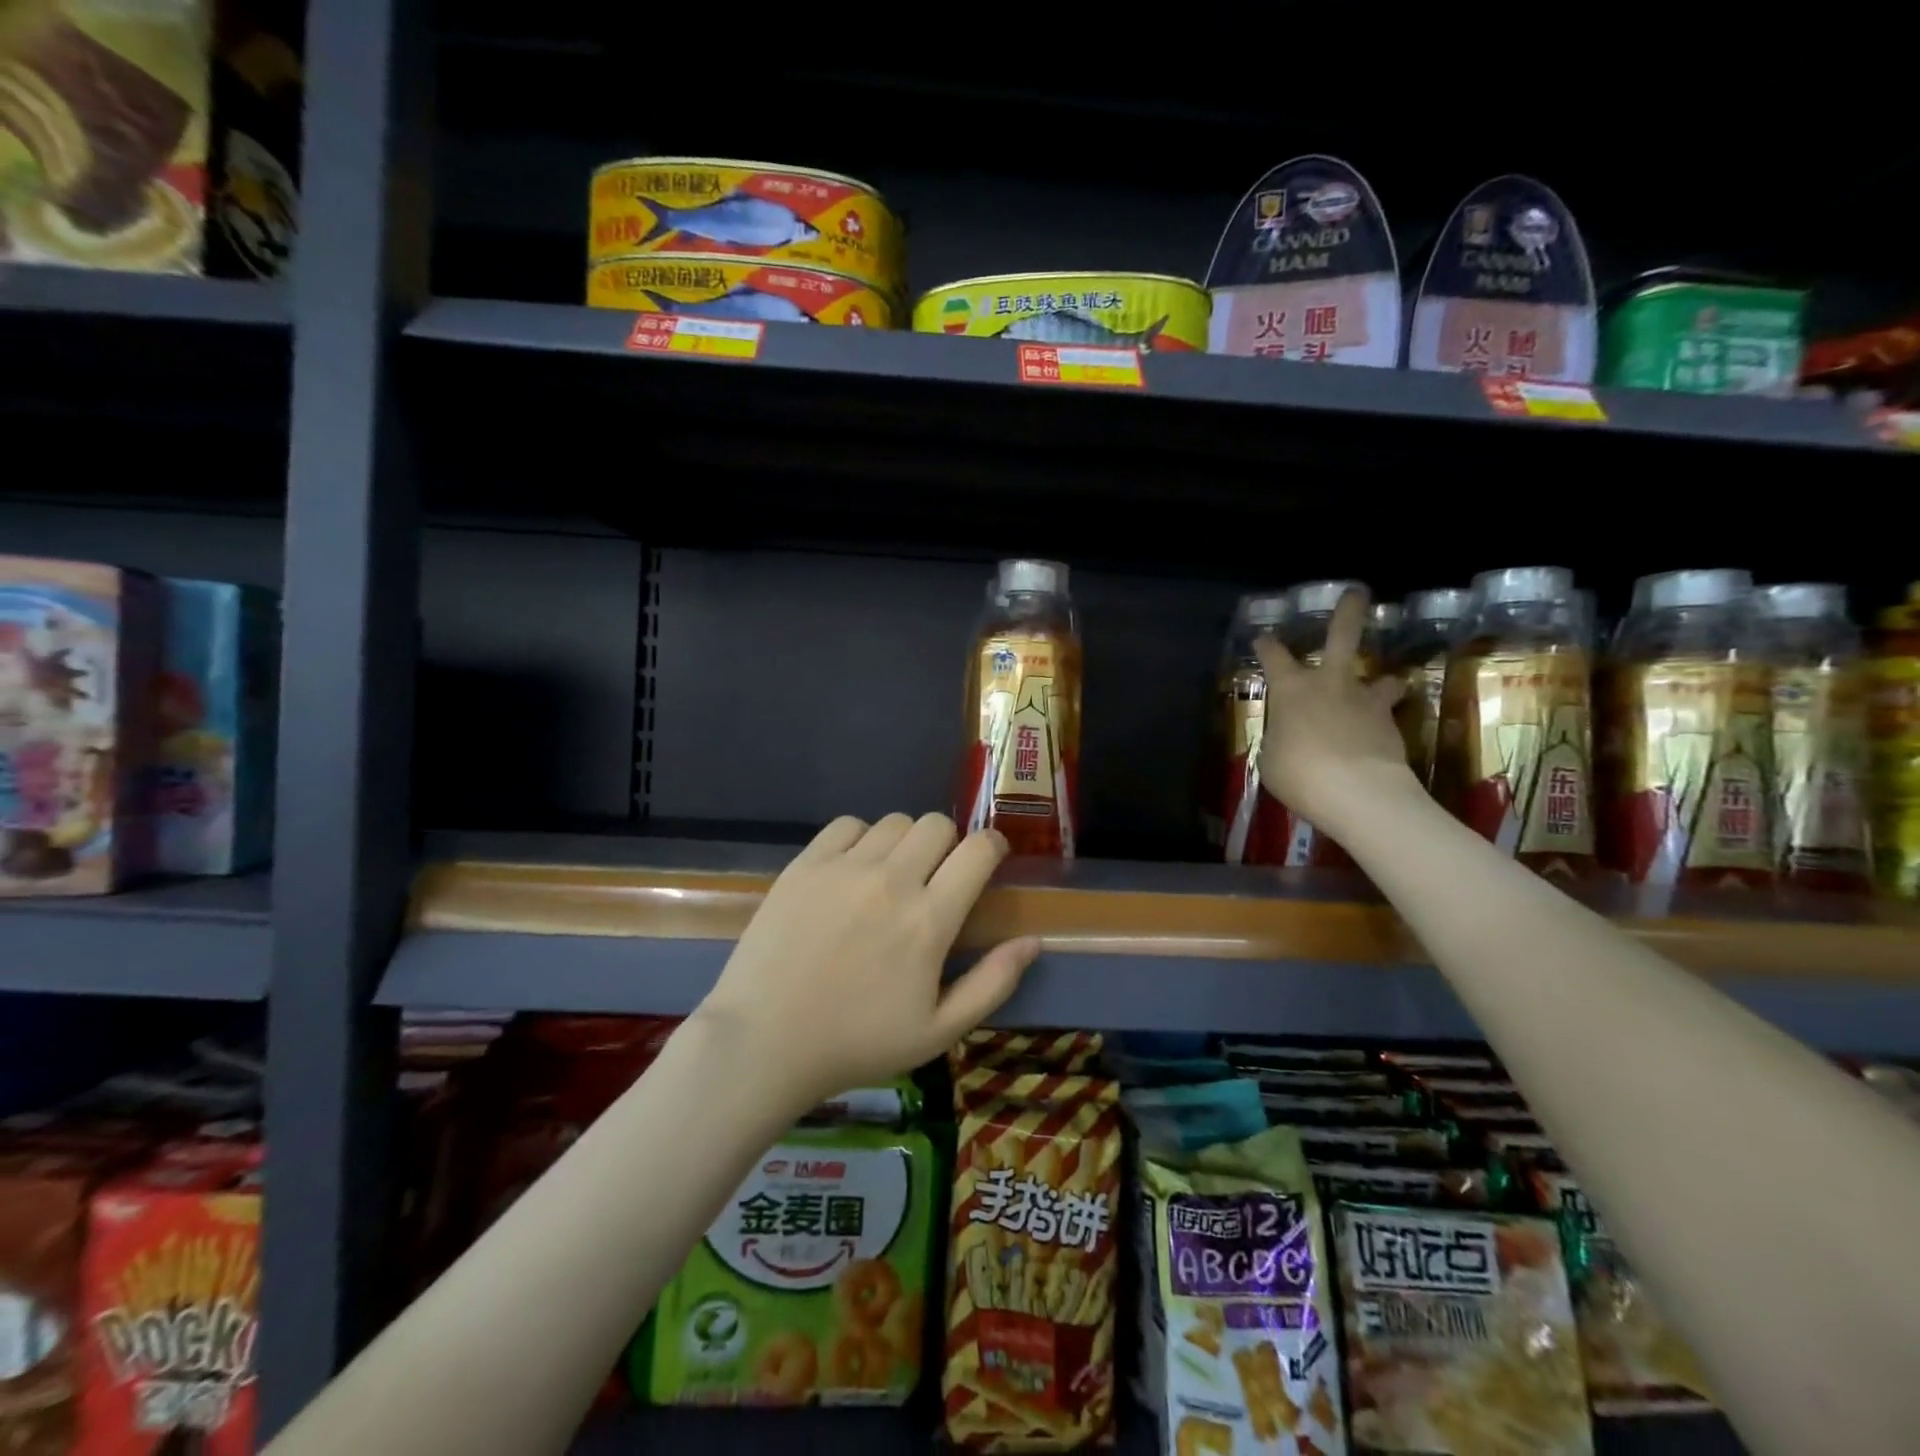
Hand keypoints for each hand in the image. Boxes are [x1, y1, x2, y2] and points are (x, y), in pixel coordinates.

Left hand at [693, 814, 1041, 1109]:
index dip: (993, 846)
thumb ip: (993, 983)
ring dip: (905, 841)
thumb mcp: (939, 1031)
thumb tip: (1033, 940)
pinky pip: (847, 824)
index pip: (979, 850)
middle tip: (935, 877)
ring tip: (891, 875)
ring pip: (894, 821)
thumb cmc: (857, 1043)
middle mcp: (892, 880)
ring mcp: (844, 867)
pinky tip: (852, 870)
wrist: (764, 1041)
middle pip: (937, 824)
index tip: (988, 859)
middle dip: (948, 844)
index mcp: (929, 920)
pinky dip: (860, 838)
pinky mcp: (805, 864)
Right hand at [1254, 587, 1418, 833]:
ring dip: (1382, 681)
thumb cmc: (1299, 772)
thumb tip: (1287, 738)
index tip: (1263, 639)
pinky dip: (1383, 721)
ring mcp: (1364, 700)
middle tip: (1357, 593)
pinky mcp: (1391, 723)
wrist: (1357, 791)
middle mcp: (1329, 683)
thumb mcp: (1271, 759)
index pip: (1273, 655)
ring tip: (1385, 686)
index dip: (1266, 645)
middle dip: (1348, 612)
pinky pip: (1387, 715)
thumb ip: (1279, 740)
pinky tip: (1380, 735)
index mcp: (1291, 689)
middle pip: (1342, 636)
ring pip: (1380, 678)